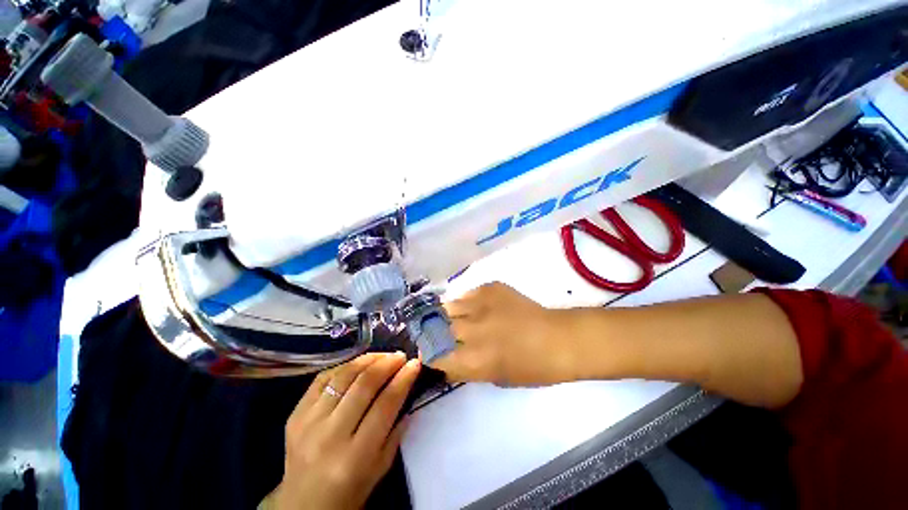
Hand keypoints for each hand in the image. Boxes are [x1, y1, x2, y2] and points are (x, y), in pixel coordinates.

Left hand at [268, 352, 420, 509]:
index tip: (414, 363)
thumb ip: (397, 429)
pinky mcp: (295, 413)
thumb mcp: (381, 467)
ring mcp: (308, 422)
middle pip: (364, 385)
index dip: (403, 379)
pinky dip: (345, 366)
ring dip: (368, 359)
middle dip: (387, 363)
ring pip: (344, 375)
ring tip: (383, 355)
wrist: (302, 505)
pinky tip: (359, 364)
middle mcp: (330, 435)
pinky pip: (323, 378)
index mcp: (355, 456)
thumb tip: (408, 387)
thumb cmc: (349, 490)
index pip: (385, 404)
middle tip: (400, 356)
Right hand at [432, 282, 574, 385]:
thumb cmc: (531, 368)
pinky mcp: (490, 288)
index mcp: (473, 359)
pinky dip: (466, 302)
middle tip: (440, 333)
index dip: (430, 353)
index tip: (431, 352)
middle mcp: (472, 330)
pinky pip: (467, 293)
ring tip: (455, 317)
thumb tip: (448, 361)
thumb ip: (466, 369)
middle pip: (437, 327)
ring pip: (448, 306)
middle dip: (434, 331)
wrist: (557, 339)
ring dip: (447, 314)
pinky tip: (476, 307)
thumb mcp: (495, 378)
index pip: (434, 355)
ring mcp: (481, 305)